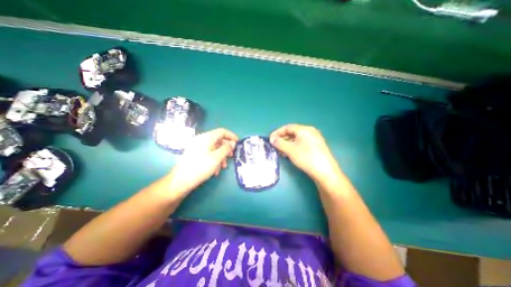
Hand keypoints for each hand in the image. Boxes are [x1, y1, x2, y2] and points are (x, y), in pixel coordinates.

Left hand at [168, 129, 239, 196]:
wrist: (181, 181)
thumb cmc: (200, 167)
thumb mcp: (217, 158)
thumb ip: (226, 148)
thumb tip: (233, 143)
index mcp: (206, 137)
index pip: (222, 131)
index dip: (231, 136)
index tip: (238, 143)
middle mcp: (201, 140)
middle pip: (218, 140)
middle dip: (226, 148)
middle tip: (231, 156)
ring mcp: (197, 147)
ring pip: (214, 148)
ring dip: (221, 156)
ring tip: (223, 167)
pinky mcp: (195, 154)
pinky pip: (208, 153)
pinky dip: (214, 159)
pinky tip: (215, 170)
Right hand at [269, 124, 340, 182]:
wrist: (325, 172)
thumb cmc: (306, 158)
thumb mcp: (290, 150)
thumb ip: (279, 143)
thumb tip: (272, 139)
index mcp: (304, 129)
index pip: (287, 127)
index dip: (277, 132)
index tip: (270, 139)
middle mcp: (310, 132)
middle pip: (292, 133)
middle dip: (282, 139)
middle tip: (275, 146)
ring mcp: (314, 139)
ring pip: (297, 139)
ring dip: (287, 144)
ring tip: (281, 151)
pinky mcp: (316, 147)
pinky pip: (302, 143)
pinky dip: (294, 147)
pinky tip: (289, 154)